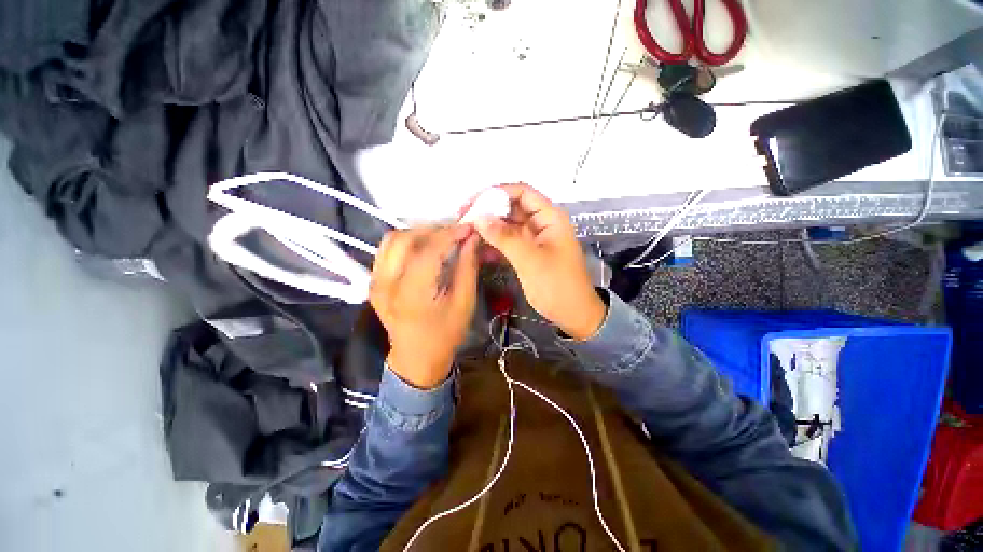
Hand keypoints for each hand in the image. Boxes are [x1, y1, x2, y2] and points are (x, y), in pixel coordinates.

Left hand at [370, 226, 479, 388]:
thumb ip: (468, 267)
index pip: (428, 251)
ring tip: (440, 238)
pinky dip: (406, 241)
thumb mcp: (464, 303)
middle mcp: (386, 284)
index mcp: (412, 294)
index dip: (450, 234)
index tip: (468, 227)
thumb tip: (472, 238)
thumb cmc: (445, 335)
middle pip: (405, 239)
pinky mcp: (373, 281)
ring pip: (392, 239)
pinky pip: (387, 250)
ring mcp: (375, 281)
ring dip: (418, 233)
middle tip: (455, 233)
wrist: (416, 357)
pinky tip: (424, 247)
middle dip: (434, 230)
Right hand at [472, 184, 605, 339]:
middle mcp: (541, 223)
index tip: (473, 204)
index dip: (496, 193)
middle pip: (512, 208)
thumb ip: (504, 237)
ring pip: (508, 226)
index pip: (521, 192)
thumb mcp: (530, 260)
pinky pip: (508, 243)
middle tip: (463, 219)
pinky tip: (478, 251)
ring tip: (467, 234)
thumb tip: (479, 217)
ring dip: (489, 229)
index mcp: (549, 217)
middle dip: (488, 212)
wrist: (573, 314)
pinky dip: (494, 245)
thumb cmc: (557, 286)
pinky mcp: (528, 253)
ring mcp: (534, 239)